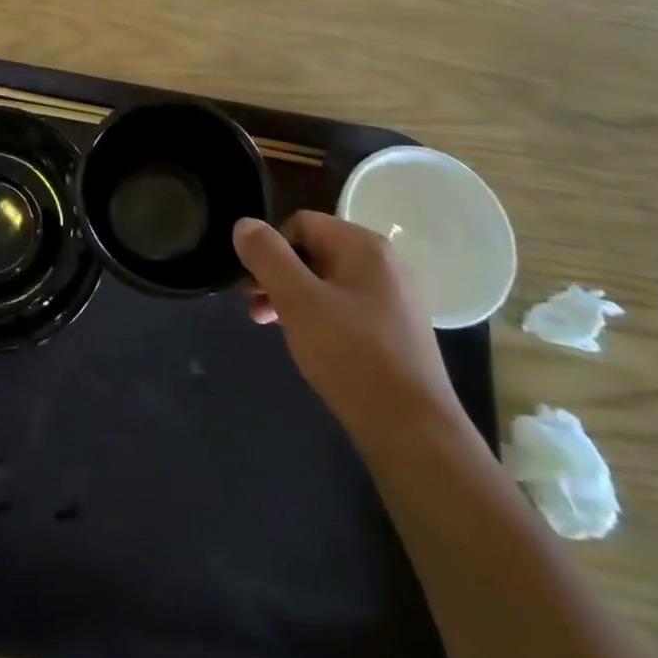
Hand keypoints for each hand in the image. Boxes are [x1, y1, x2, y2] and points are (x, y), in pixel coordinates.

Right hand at [233, 212, 463, 449]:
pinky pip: (346, 308)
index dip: (270, 250)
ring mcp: (395, 298)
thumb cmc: (351, 356)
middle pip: (314, 251)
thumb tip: (243, 224)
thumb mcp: (297, 300)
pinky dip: (320, 318)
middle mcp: (385, 263)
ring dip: (293, 298)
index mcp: (365, 246)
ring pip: (328, 282)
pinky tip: (309, 346)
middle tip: (255, 310)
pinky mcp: (397, 331)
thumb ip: (267, 256)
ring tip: (272, 328)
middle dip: (278, 276)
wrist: (414, 434)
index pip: (301, 223)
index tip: (253, 286)